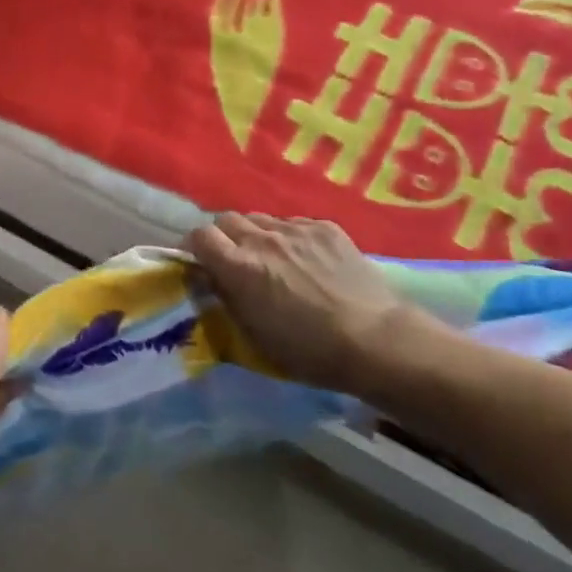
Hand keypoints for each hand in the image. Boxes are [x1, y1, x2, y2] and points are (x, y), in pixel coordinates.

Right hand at [185, 213, 421, 394]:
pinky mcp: (326, 227)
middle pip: (227, 219)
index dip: (195, 247)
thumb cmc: (310, 351)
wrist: (376, 340)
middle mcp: (263, 239)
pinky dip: (290, 237)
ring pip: (261, 219)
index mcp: (240, 267)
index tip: (200, 263)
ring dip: (257, 236)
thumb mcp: (255, 336)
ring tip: (272, 259)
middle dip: (224, 237)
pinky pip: (294, 223)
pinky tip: (307, 260)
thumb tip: (212, 279)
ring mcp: (296, 229)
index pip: (199, 236)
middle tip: (235, 261)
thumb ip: (227, 299)